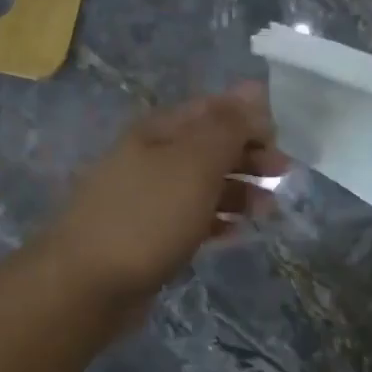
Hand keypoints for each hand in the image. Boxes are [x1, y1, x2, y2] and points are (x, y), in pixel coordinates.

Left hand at [42, 85, 284, 312]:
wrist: (87, 284)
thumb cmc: (148, 217)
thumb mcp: (195, 164)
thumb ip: (227, 127)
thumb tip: (254, 88)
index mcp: (160, 131)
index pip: (213, 109)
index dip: (250, 118)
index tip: (284, 140)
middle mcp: (152, 158)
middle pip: (210, 146)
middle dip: (249, 156)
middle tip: (284, 175)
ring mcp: (148, 198)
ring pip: (203, 185)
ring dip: (239, 192)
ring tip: (268, 211)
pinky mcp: (149, 235)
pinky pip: (192, 219)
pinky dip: (217, 221)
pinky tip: (238, 233)